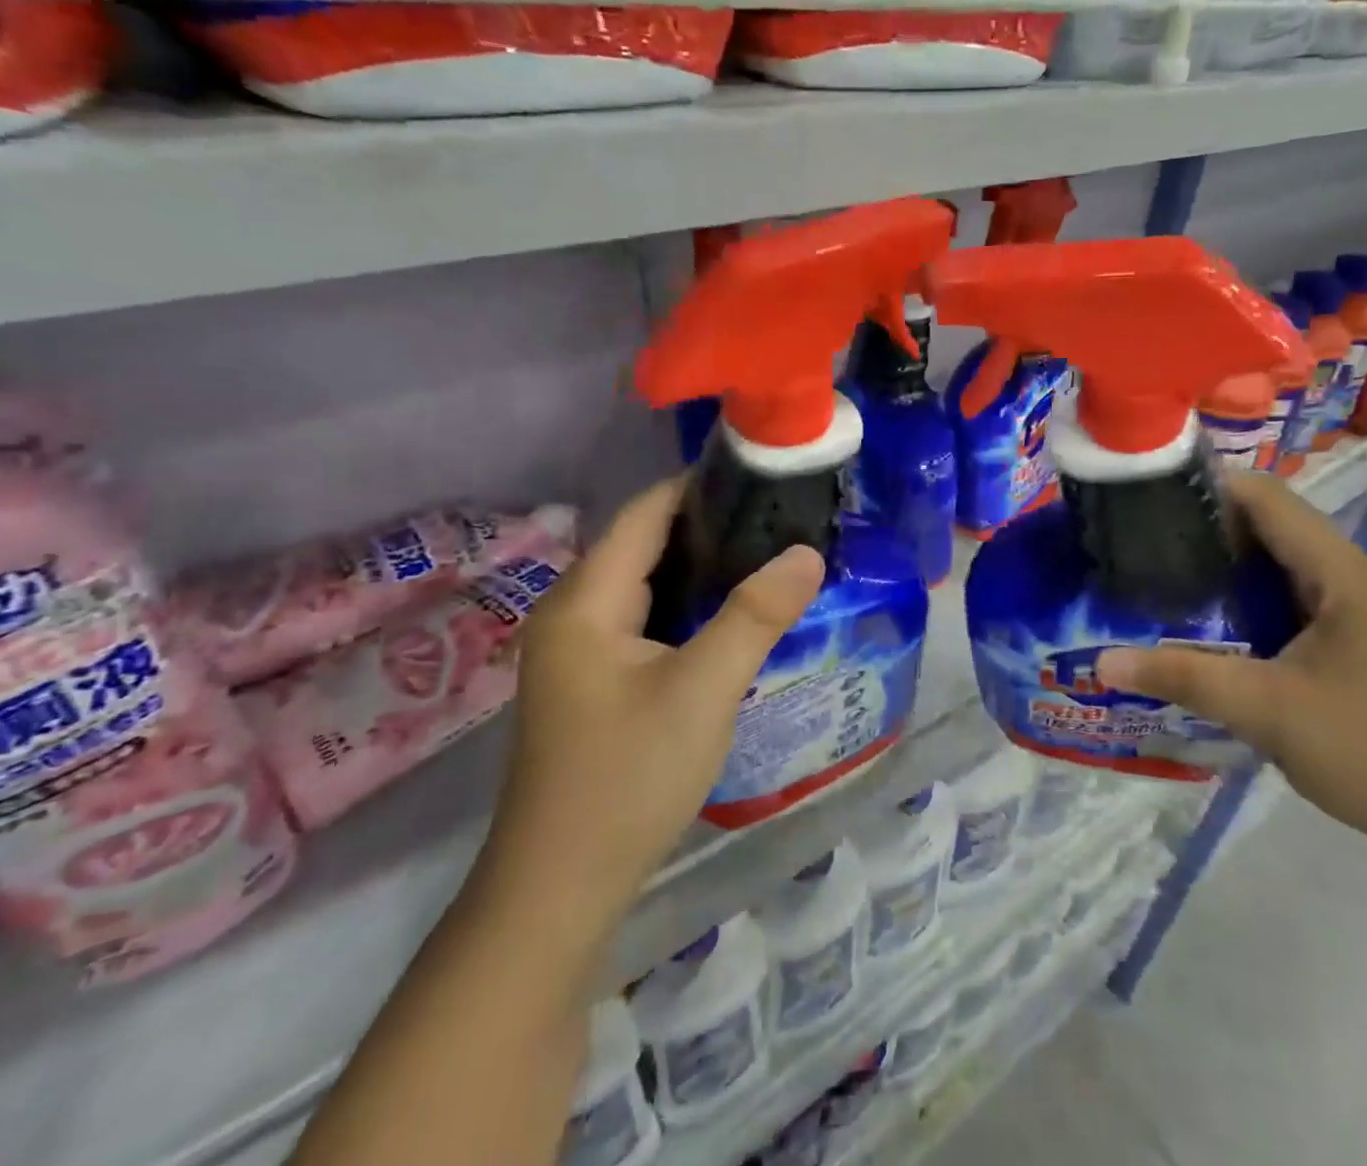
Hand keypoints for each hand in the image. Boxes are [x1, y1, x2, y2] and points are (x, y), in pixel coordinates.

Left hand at [475, 479, 823, 916]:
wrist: (559, 888)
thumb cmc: (627, 778)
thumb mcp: (703, 690)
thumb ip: (755, 615)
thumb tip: (807, 552)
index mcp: (585, 600)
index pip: (646, 512)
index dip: (700, 486)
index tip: (762, 478)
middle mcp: (571, 612)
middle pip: (643, 543)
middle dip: (709, 527)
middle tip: (778, 521)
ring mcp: (576, 651)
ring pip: (644, 584)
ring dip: (699, 568)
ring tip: (765, 559)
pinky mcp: (589, 682)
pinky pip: (641, 620)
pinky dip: (684, 607)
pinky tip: (727, 618)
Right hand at [1095, 471, 1366, 868]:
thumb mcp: (1267, 711)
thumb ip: (1183, 677)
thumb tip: (1102, 662)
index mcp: (1343, 574)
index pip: (1267, 498)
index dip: (1207, 487)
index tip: (1147, 498)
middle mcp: (1356, 580)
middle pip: (1273, 528)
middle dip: (1208, 529)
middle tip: (1142, 544)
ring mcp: (1365, 615)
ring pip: (1285, 568)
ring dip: (1230, 569)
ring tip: (1166, 580)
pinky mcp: (1365, 647)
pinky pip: (1297, 603)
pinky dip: (1253, 602)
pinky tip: (1217, 629)